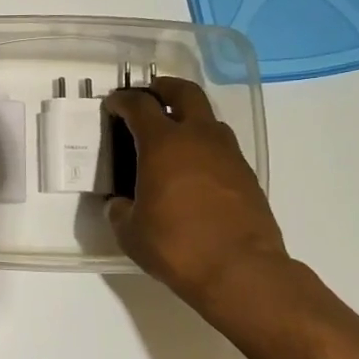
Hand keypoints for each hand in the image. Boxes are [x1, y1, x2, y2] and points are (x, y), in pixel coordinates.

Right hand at [104, 76, 287, 309]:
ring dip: (188, 117)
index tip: (112, 105)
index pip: (139, 105)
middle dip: (164, 88)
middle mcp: (198, 138)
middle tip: (149, 96)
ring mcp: (228, 154)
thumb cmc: (177, 245)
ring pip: (208, 118)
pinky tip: (192, 170)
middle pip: (184, 92)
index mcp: (163, 144)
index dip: (122, 100)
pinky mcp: (246, 175)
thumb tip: (120, 204)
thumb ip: (120, 210)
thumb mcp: (130, 231)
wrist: (241, 271)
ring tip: (171, 136)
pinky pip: (221, 146)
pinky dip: (204, 146)